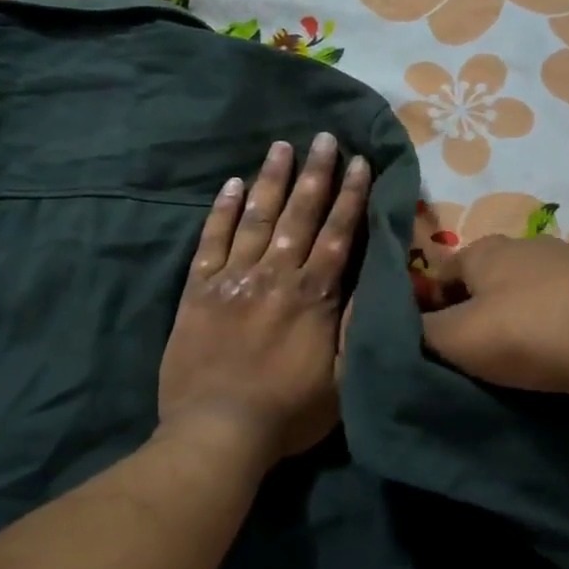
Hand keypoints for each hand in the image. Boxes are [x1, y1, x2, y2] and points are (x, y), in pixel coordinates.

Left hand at [157, 134, 369, 464]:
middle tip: (324, 137)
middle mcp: (275, 276)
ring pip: (256, 218)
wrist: (216, 431)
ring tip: (283, 146)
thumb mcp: (341, 380)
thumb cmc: (288, 414)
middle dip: (315, 174)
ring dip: (272, 180)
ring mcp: (233, 279)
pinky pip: (211, 241)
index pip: (337, 234)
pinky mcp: (198, 291)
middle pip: (299, 215)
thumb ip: (354, 328)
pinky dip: (222, 211)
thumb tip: (370, 283)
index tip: (358, 162)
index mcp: (313, 297)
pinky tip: (232, 184)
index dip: (349, 196)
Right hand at [419, 234, 568, 392]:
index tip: (435, 342)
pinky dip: (550, 319)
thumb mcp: (458, 339)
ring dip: (515, 314)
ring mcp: (567, 259)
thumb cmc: (527, 332)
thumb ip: (422, 333)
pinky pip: (559, 300)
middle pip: (484, 279)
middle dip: (474, 309)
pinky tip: (555, 346)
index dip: (430, 307)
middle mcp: (523, 243)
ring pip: (524, 288)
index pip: (440, 274)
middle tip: (475, 350)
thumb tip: (406, 328)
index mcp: (482, 249)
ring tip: (518, 352)